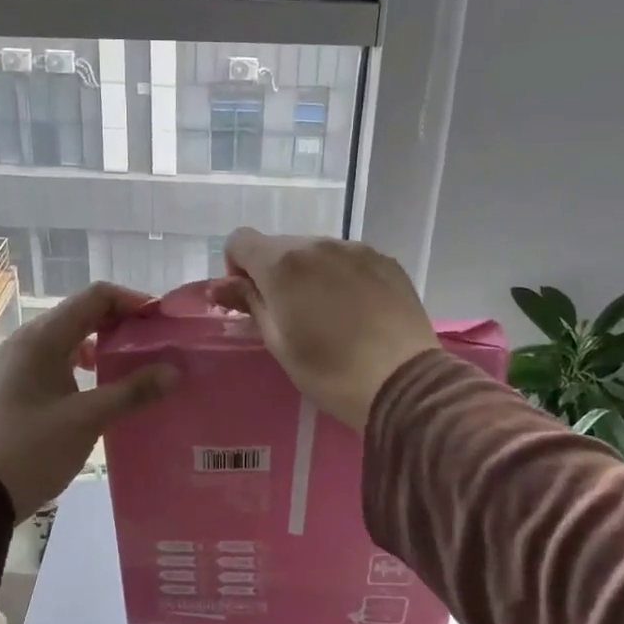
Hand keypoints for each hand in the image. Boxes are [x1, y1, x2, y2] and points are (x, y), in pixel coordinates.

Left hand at [0, 282, 177, 519]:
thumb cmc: (30, 449)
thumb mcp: (87, 419)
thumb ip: (132, 391)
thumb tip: (174, 371)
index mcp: (43, 337)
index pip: (96, 297)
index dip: (133, 302)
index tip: (163, 322)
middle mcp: (28, 340)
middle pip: (83, 314)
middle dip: (123, 323)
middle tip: (158, 344)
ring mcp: (18, 363)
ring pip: (70, 338)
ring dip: (104, 345)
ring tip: (137, 366)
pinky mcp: (15, 386)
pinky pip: (56, 360)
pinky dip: (84, 365)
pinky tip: (103, 388)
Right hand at [211, 230, 438, 429]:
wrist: (404, 383)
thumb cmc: (330, 372)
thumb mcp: (279, 343)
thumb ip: (249, 304)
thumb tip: (219, 286)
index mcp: (283, 264)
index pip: (240, 241)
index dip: (236, 268)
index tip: (250, 299)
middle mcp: (318, 244)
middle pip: (280, 245)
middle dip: (274, 272)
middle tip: (290, 315)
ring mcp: (355, 249)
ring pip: (316, 251)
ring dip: (309, 273)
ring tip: (327, 314)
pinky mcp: (385, 260)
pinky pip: (348, 259)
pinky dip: (340, 276)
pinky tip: (355, 310)